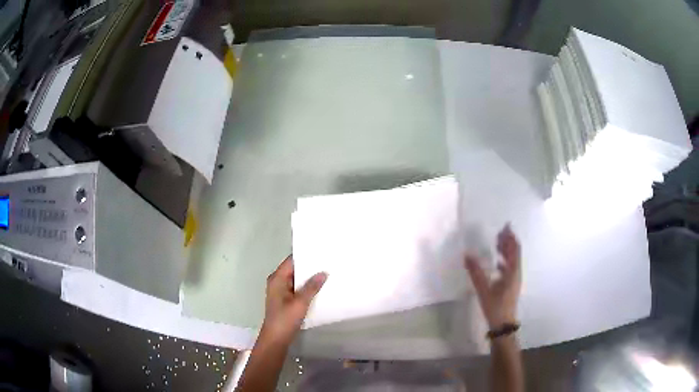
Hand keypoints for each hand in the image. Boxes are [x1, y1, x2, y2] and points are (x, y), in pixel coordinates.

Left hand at [259, 255, 327, 344]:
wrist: (276, 339)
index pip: (292, 260)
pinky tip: (320, 288)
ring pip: (297, 279)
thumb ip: (312, 287)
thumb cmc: (285, 319)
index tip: (321, 251)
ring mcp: (281, 291)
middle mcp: (278, 282)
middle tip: (329, 261)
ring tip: (328, 272)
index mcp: (277, 278)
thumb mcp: (300, 303)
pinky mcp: (286, 300)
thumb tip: (323, 272)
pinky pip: (297, 288)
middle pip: (295, 269)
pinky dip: (307, 287)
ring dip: (309, 278)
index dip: (305, 255)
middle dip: (310, 267)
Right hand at [465, 224, 521, 328]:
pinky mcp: (511, 286)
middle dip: (508, 241)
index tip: (505, 227)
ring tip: (497, 242)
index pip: (514, 249)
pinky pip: (509, 268)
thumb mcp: (484, 289)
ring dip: (506, 250)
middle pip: (514, 253)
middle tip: (499, 231)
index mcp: (513, 272)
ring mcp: (514, 280)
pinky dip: (504, 260)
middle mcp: (516, 273)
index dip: (510, 237)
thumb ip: (476, 272)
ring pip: (512, 260)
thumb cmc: (495, 307)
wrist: (503, 325)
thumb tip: (467, 254)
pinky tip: (496, 262)